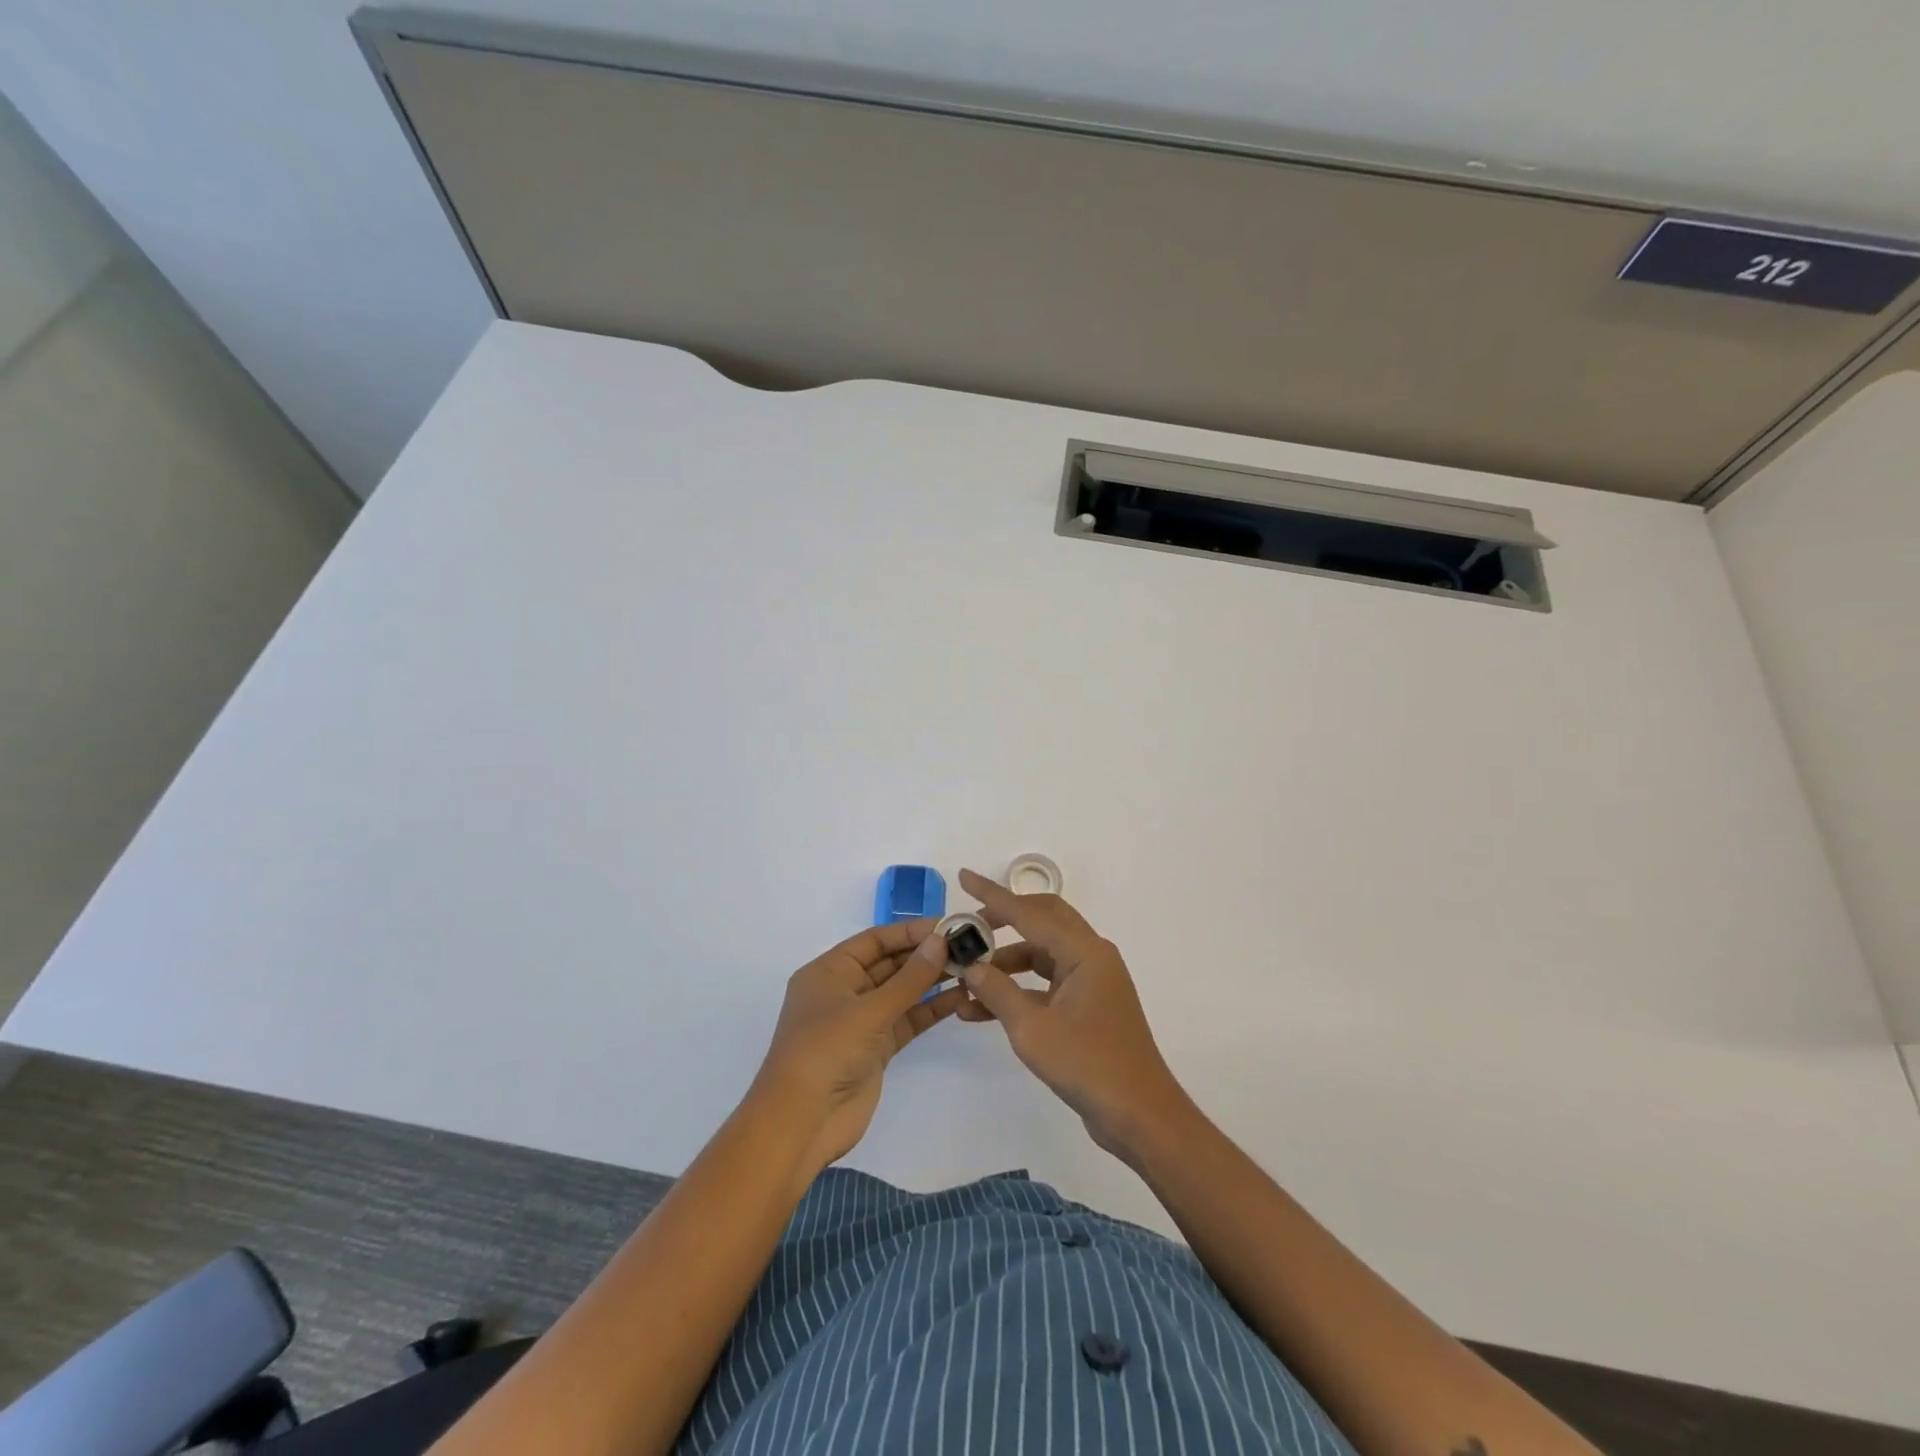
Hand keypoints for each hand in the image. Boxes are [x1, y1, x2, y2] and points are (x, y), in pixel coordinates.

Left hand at [751, 919, 966, 1179]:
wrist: (802, 1123)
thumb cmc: (825, 1052)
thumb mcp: (868, 1010)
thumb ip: (909, 978)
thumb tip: (941, 941)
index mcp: (829, 972)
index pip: (874, 940)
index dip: (910, 931)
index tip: (947, 926)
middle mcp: (844, 991)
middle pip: (890, 964)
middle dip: (925, 955)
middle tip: (967, 947)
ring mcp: (860, 1022)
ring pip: (901, 992)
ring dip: (932, 981)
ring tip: (970, 968)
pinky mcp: (876, 1049)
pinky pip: (906, 1020)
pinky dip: (929, 1010)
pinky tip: (959, 999)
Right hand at [955, 869, 1188, 1158]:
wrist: (1139, 1115)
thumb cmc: (1088, 1065)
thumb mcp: (1032, 1029)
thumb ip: (998, 992)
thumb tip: (972, 967)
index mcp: (1084, 952)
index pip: (1030, 912)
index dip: (993, 895)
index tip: (964, 877)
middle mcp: (1091, 956)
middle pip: (1042, 921)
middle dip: (1003, 921)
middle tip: (969, 928)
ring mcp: (1091, 981)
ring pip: (1042, 954)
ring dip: (1006, 964)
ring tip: (966, 981)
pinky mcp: (1088, 1005)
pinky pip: (1047, 983)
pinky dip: (1019, 989)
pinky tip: (983, 1009)